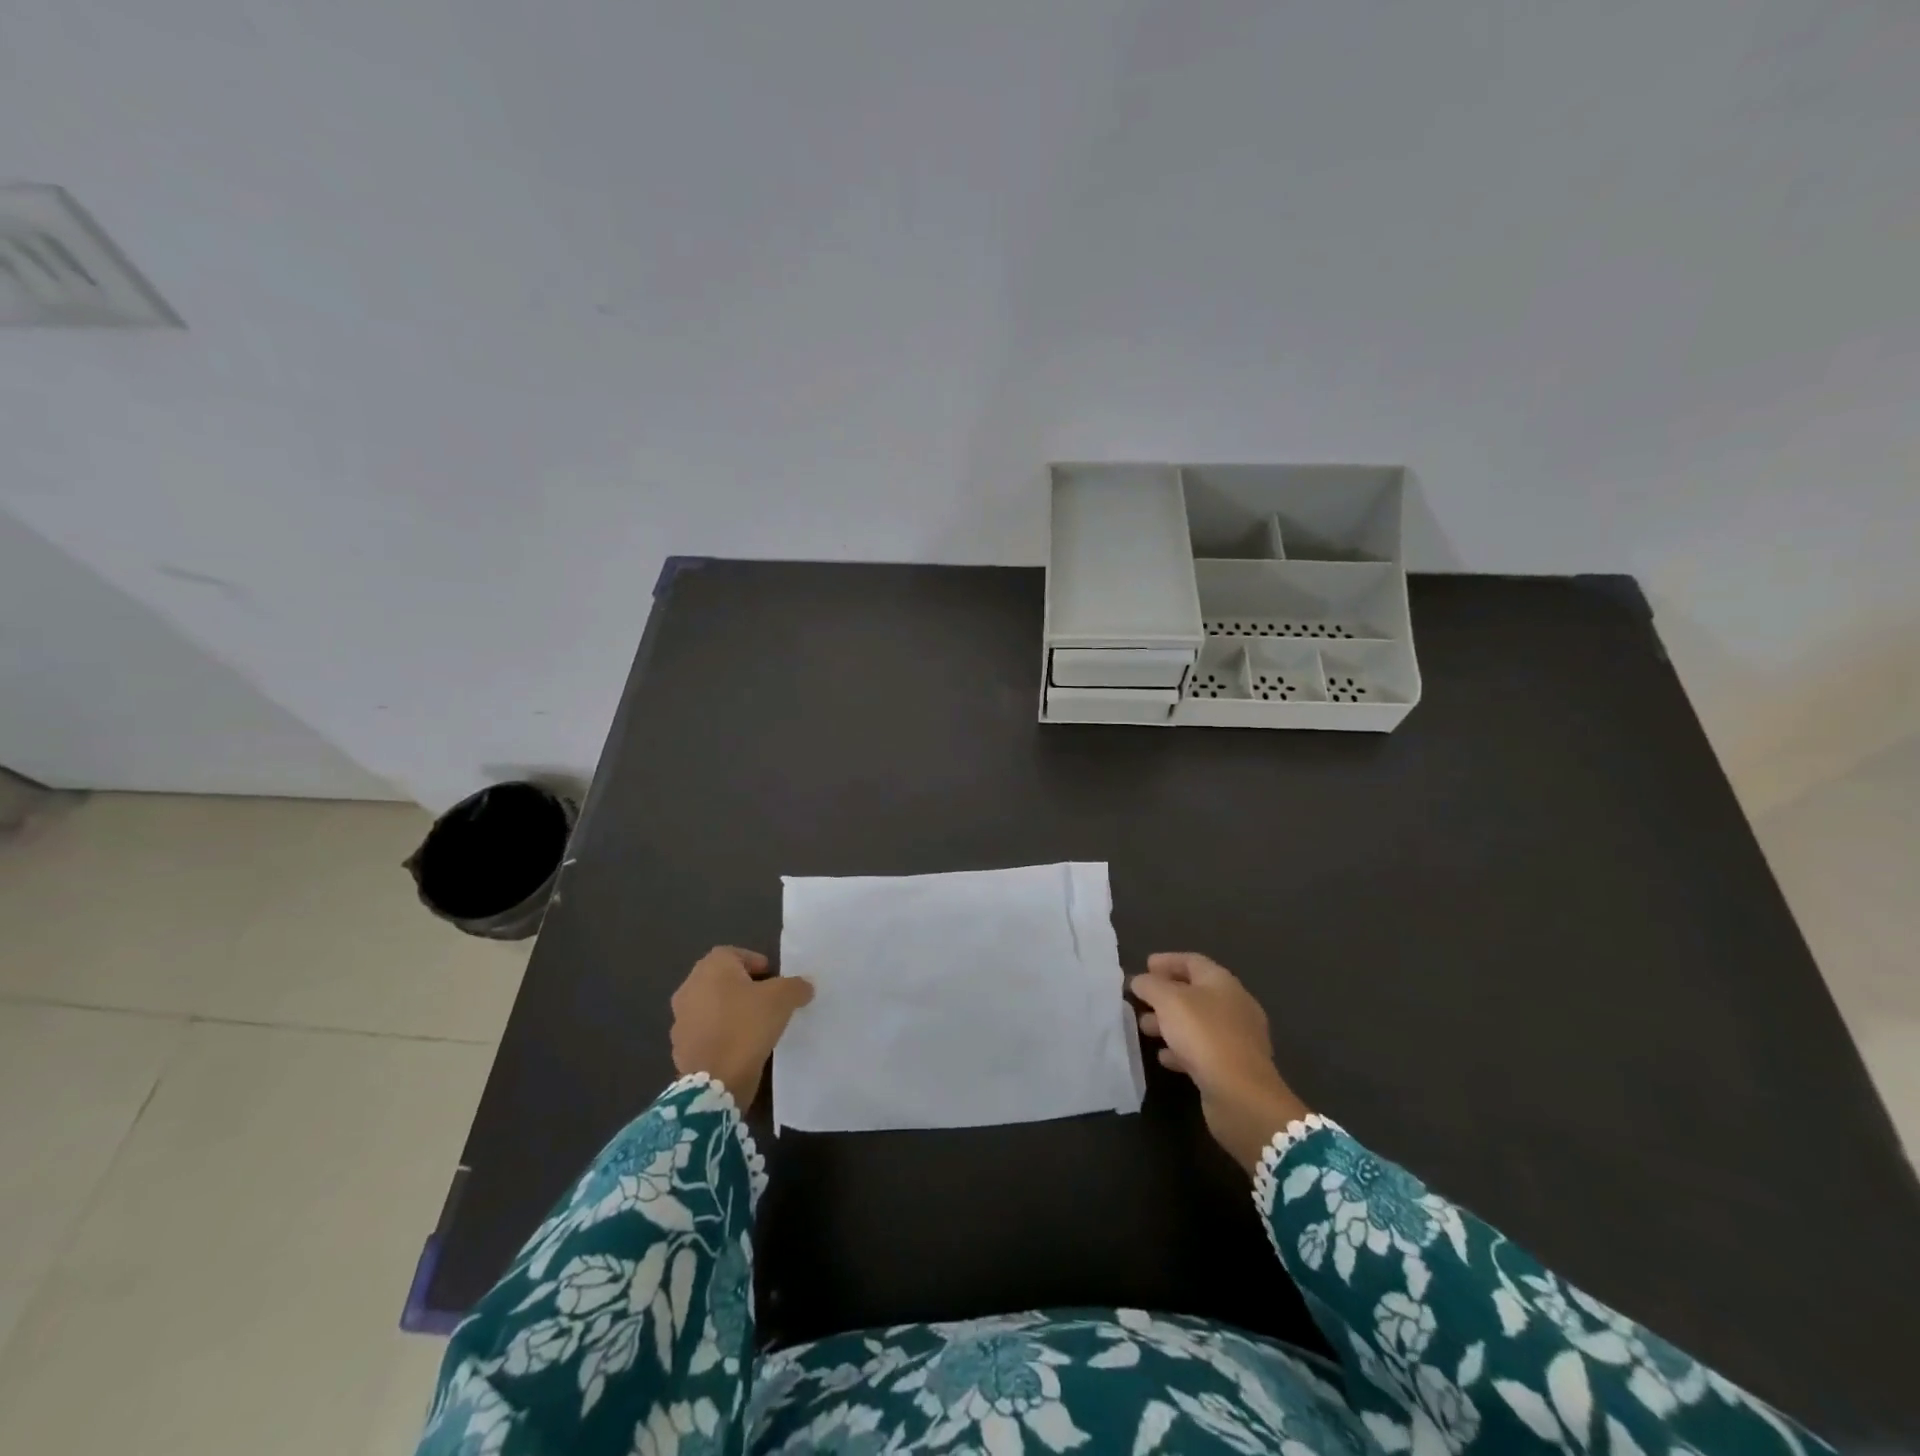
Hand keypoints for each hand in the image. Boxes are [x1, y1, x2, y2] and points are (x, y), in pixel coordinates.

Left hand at [670, 946, 813, 1107]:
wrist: (716, 1081)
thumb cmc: (747, 1026)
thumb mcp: (783, 999)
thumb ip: (796, 986)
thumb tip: (804, 986)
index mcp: (711, 968)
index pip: (734, 953)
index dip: (755, 962)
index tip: (773, 979)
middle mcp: (690, 987)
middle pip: (720, 979)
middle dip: (742, 987)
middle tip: (766, 1000)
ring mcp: (680, 1019)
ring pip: (711, 1007)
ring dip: (729, 1011)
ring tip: (754, 1025)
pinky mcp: (680, 1047)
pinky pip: (705, 1032)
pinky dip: (720, 1035)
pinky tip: (739, 1047)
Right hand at [1131, 952, 1311, 1173]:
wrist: (1241, 1095)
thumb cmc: (1204, 1035)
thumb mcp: (1168, 1001)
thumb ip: (1150, 985)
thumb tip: (1140, 980)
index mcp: (1222, 982)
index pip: (1192, 961)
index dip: (1167, 961)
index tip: (1144, 966)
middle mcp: (1233, 1005)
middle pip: (1194, 992)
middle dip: (1164, 994)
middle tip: (1140, 1000)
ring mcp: (1236, 1038)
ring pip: (1196, 1022)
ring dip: (1169, 1023)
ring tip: (1144, 1029)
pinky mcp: (1233, 1066)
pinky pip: (1202, 1050)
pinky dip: (1181, 1049)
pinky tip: (1164, 1057)